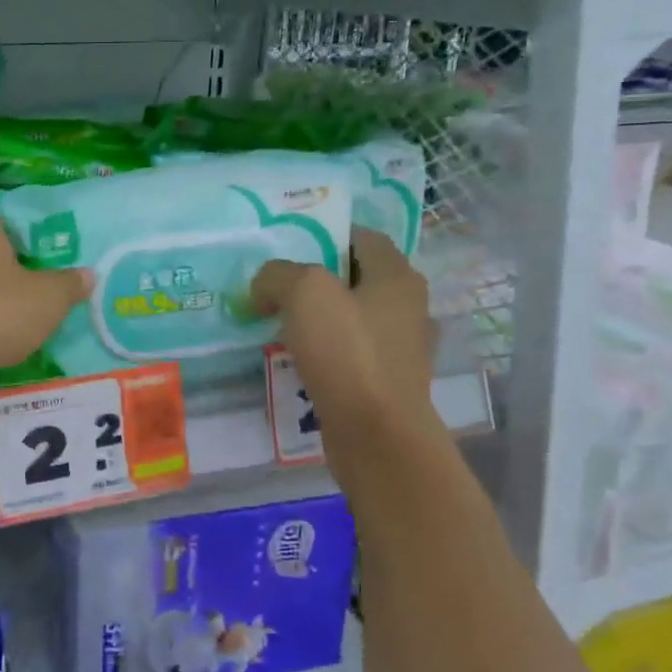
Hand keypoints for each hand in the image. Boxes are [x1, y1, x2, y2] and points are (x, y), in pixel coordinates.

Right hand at [250, 229, 441, 443]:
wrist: (377, 436)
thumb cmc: (348, 353)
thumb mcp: (304, 292)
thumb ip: (277, 275)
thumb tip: (265, 288)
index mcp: (397, 276)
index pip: (362, 237)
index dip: (325, 235)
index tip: (287, 247)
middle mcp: (406, 306)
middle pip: (355, 277)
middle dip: (316, 279)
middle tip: (276, 286)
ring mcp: (400, 347)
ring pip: (351, 317)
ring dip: (318, 318)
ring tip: (279, 323)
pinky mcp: (386, 381)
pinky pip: (350, 353)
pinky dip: (325, 351)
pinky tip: (297, 359)